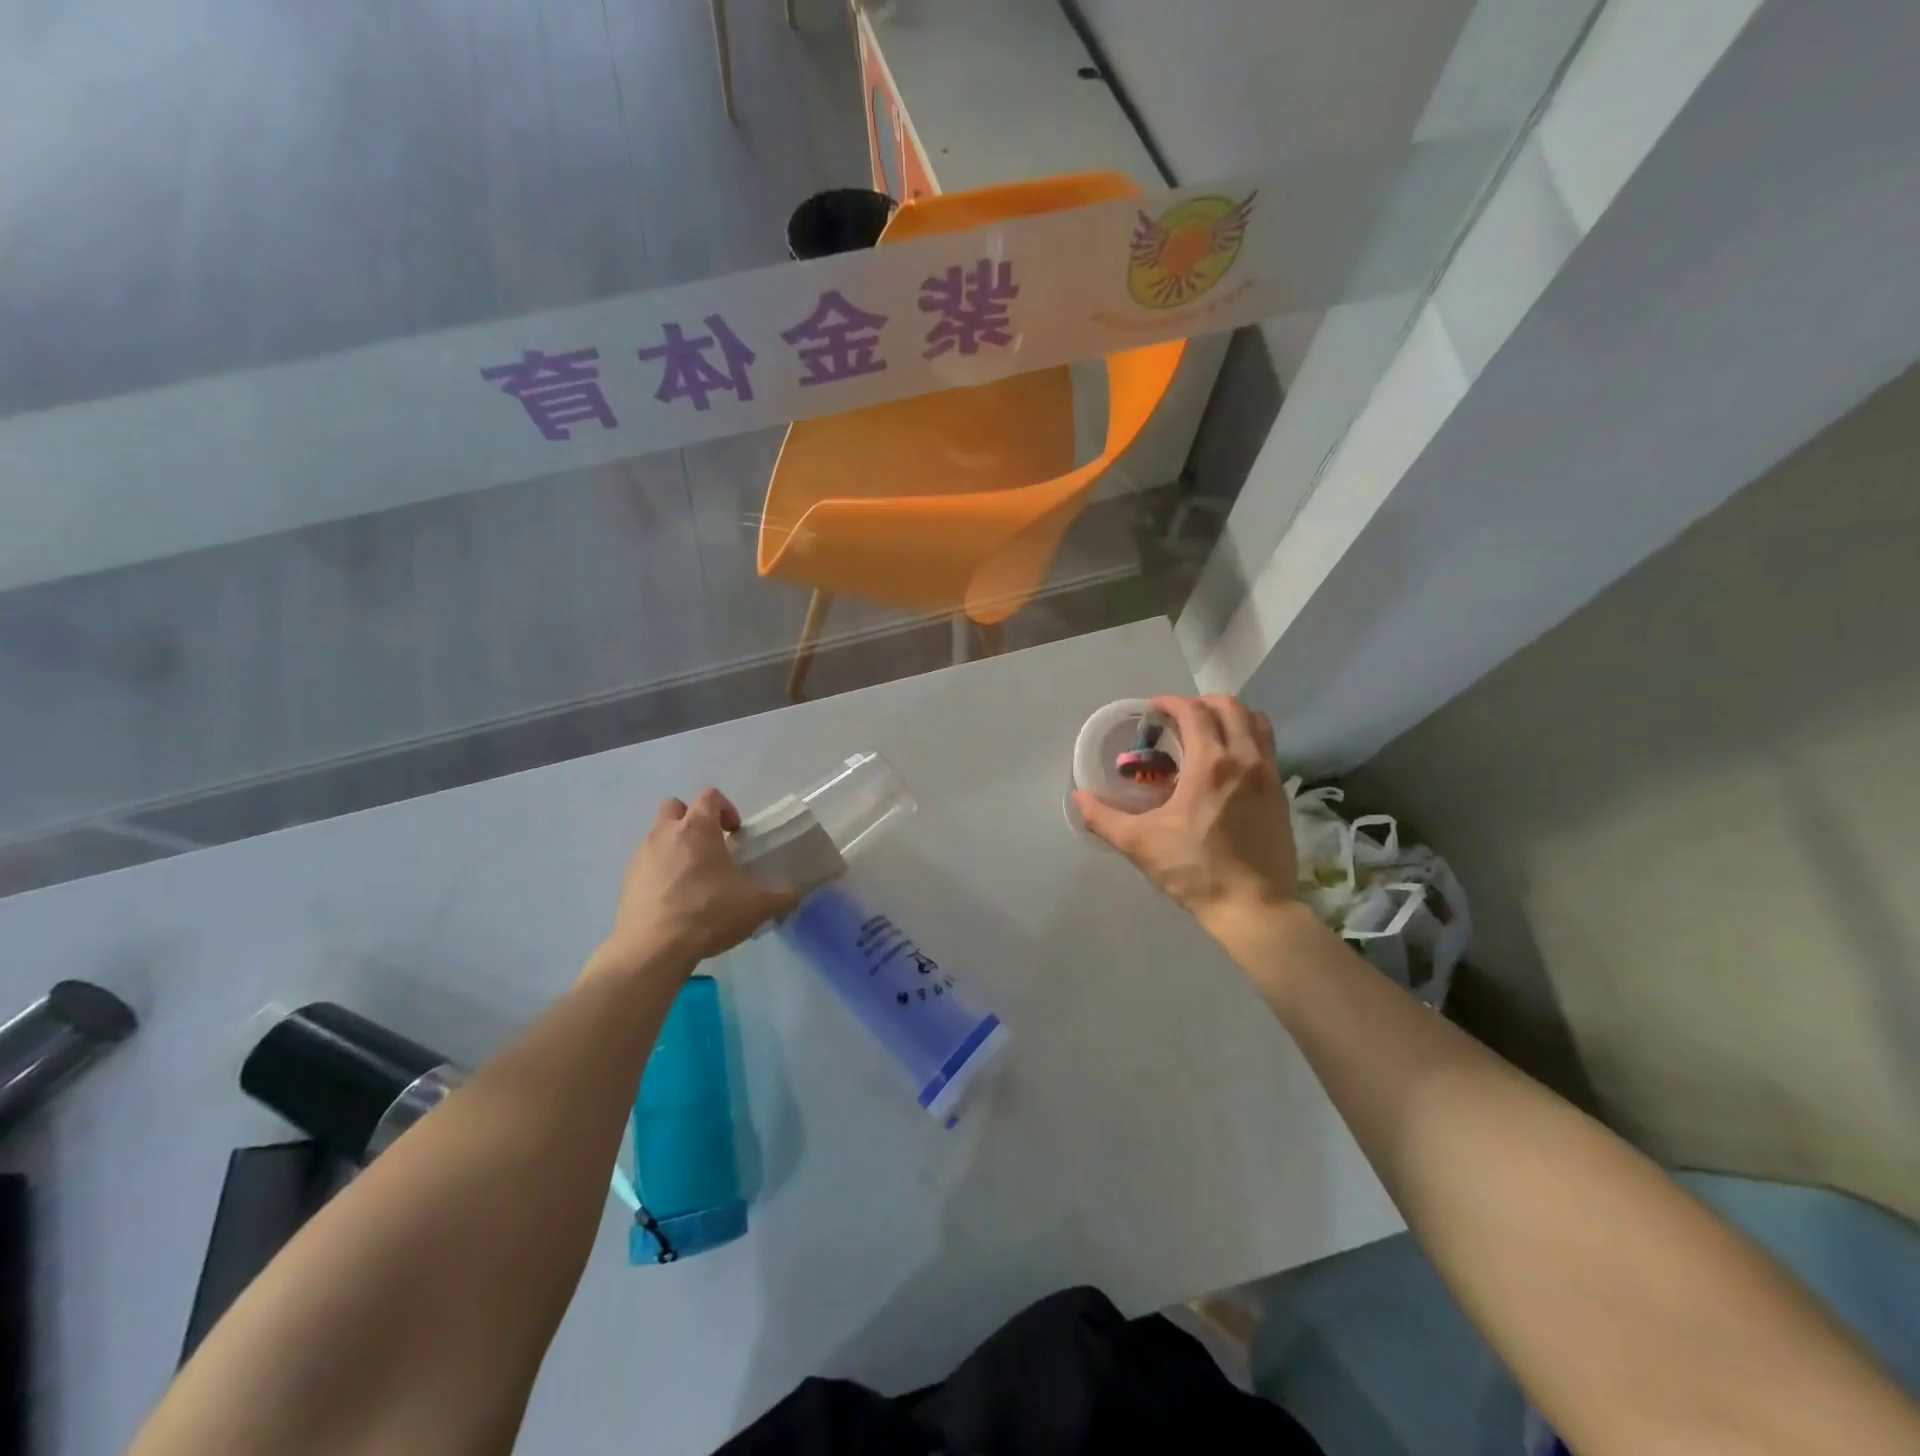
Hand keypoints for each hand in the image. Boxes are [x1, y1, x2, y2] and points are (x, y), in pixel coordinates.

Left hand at [593, 790, 797, 977]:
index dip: (726, 809)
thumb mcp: (757, 906)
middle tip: (710, 847)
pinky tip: (675, 901)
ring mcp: (641, 856)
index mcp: (697, 828)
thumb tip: (796, 894)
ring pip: (657, 837)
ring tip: (694, 880)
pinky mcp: (627, 881)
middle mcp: (665, 833)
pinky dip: (660, 873)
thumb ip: (782, 896)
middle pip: (674, 807)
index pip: (710, 796)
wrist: (653, 949)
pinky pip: (646, 865)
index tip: (735, 834)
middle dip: (691, 820)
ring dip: (675, 848)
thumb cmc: (708, 913)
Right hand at [1073, 696, 1298, 944]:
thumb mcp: (1139, 843)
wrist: (1254, 906)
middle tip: (1179, 718)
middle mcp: (1245, 758)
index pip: (1194, 712)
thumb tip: (1078, 798)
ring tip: (1209, 731)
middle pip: (1230, 707)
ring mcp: (1269, 775)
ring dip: (1232, 716)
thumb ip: (1104, 817)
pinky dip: (1248, 738)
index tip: (1154, 709)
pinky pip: (1268, 747)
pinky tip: (1230, 763)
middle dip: (1202, 703)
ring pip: (1257, 723)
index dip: (1171, 703)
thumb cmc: (1194, 870)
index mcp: (1211, 763)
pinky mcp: (1281, 794)